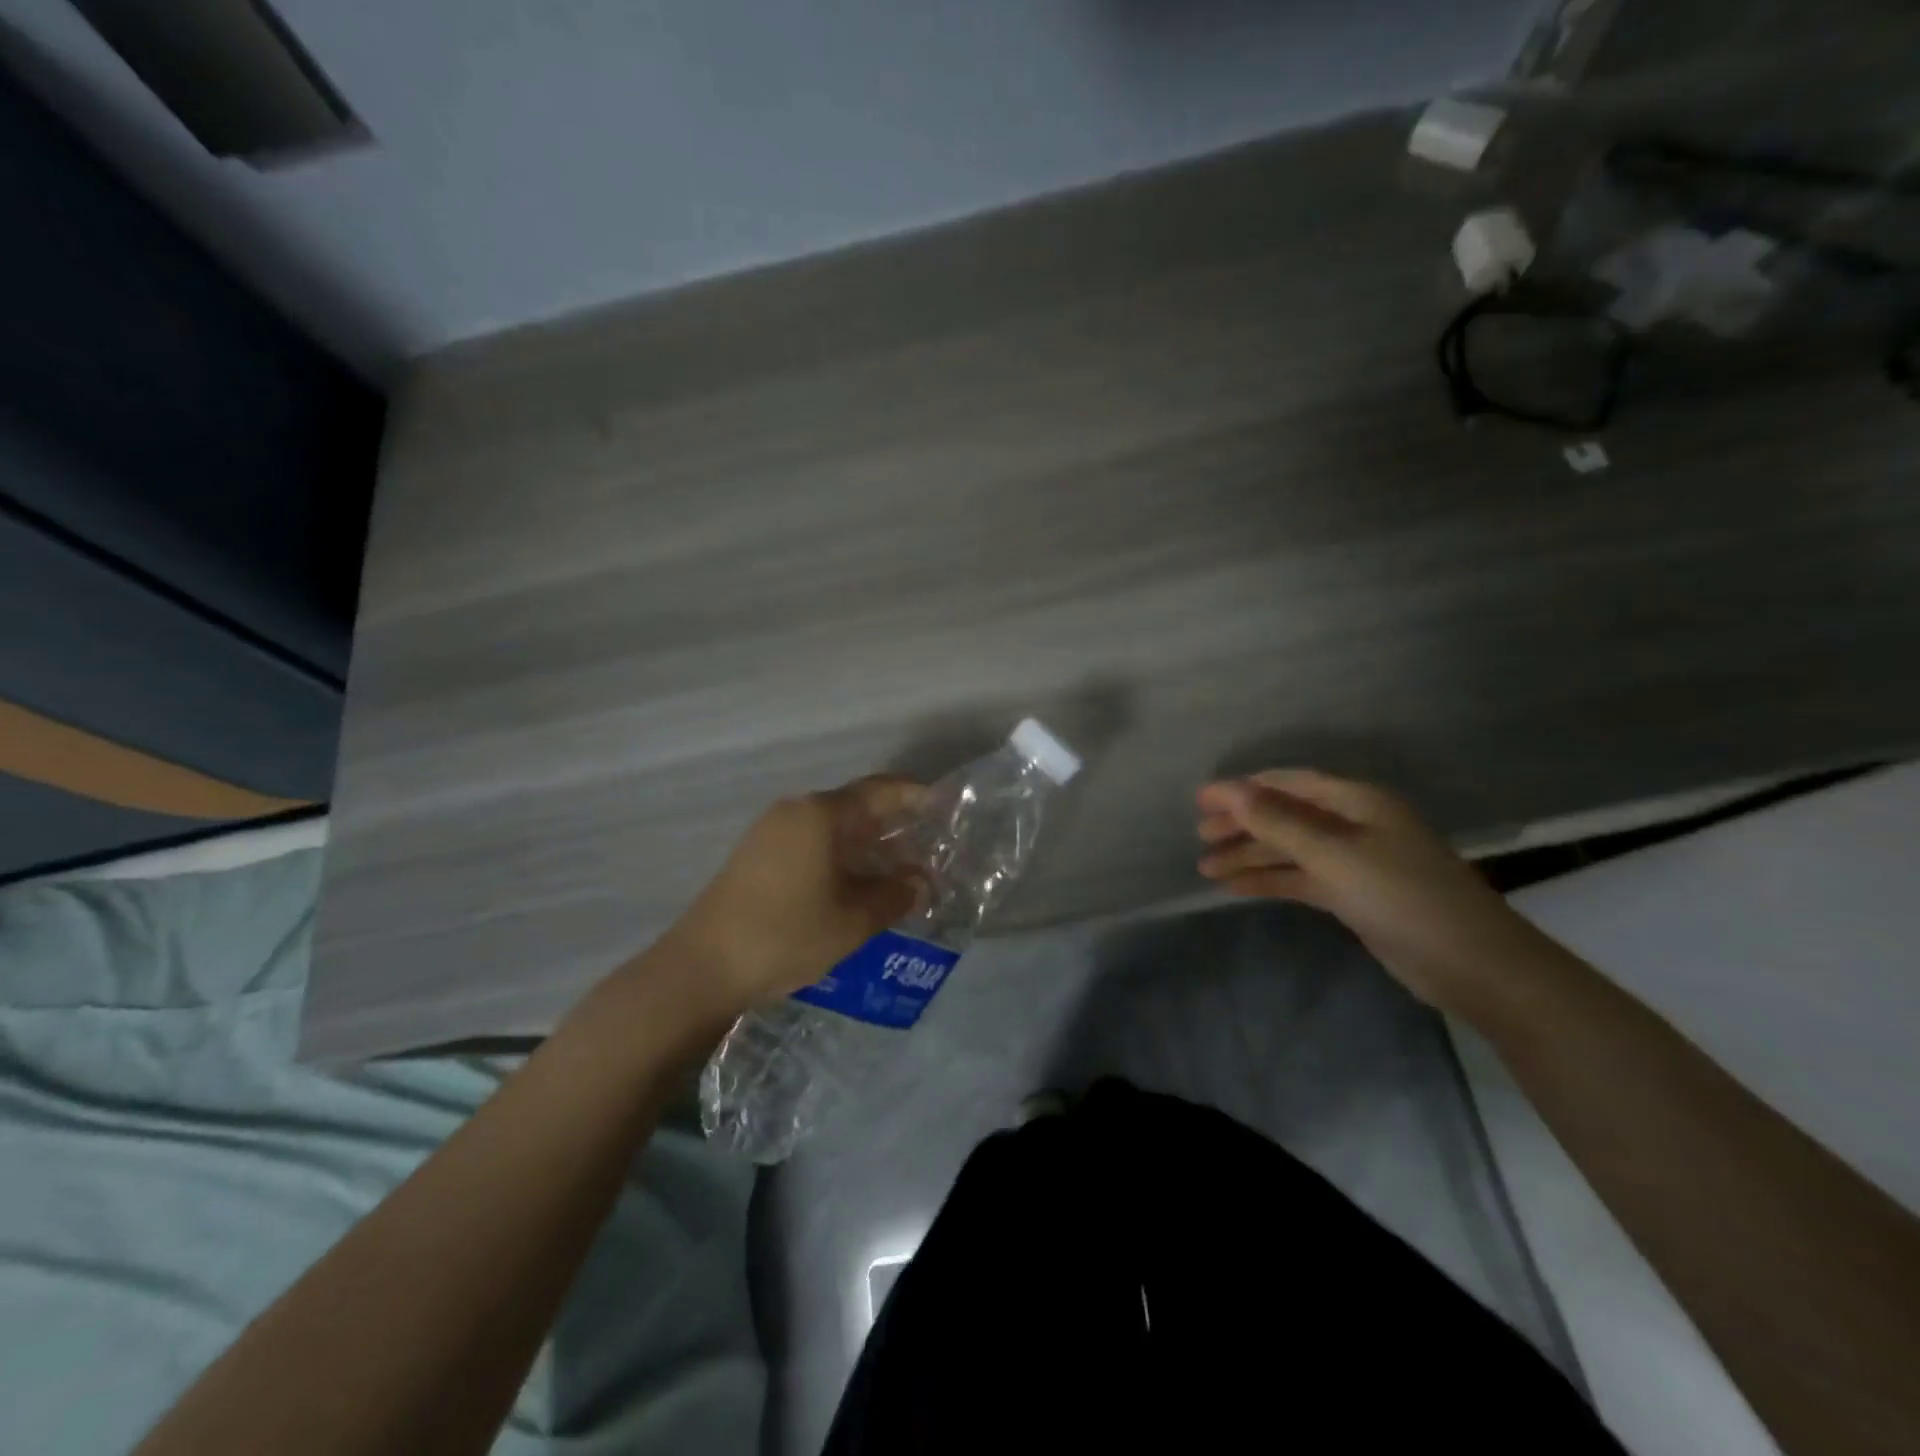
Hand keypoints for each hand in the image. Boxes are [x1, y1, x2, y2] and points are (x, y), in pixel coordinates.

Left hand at [664, 776, 927, 1013]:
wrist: (703, 966)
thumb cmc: (786, 935)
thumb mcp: (852, 920)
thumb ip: (894, 896)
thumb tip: (921, 883)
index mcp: (821, 815)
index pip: (879, 791)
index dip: (913, 796)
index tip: (941, 806)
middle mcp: (795, 811)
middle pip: (855, 807)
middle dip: (892, 826)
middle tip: (925, 851)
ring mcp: (770, 831)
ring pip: (832, 827)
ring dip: (865, 845)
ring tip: (895, 873)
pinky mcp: (756, 854)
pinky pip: (810, 841)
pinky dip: (839, 855)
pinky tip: (853, 885)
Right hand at [1196, 769, 1544, 1014]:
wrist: (1473, 965)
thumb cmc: (1403, 897)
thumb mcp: (1335, 855)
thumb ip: (1278, 822)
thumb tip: (1229, 790)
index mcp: (1356, 802)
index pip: (1288, 784)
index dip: (1242, 789)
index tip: (1200, 800)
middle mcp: (1354, 824)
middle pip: (1286, 816)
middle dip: (1242, 824)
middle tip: (1199, 835)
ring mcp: (1355, 861)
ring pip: (1289, 850)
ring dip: (1250, 856)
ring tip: (1205, 868)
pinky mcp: (1354, 895)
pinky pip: (1301, 878)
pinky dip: (1269, 880)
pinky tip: (1236, 888)